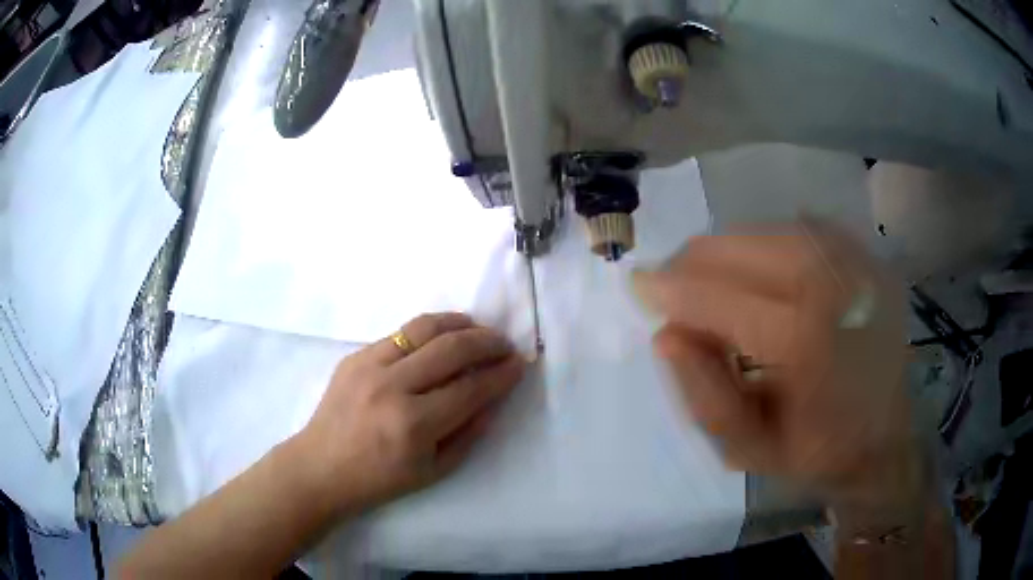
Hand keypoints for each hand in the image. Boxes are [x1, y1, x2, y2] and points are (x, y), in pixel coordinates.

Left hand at [296, 312, 525, 514]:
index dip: (501, 374)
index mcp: (414, 424)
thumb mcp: (435, 470)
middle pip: (451, 349)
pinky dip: (429, 330)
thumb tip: (494, 397)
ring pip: (424, 328)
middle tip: (505, 344)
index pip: (470, 388)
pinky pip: (400, 333)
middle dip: (488, 342)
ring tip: (479, 329)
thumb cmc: (380, 479)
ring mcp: (369, 366)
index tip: (519, 364)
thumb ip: (469, 433)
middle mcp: (392, 387)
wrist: (321, 467)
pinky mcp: (355, 356)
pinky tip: (442, 336)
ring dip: (460, 324)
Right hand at [635, 219, 918, 506]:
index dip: (677, 289)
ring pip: (773, 230)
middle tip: (674, 286)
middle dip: (699, 261)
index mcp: (812, 347)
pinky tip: (759, 273)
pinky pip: (803, 230)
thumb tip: (666, 334)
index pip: (727, 300)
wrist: (885, 439)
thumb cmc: (816, 454)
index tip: (638, 284)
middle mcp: (840, 289)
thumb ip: (704, 396)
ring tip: (712, 281)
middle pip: (750, 247)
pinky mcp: (868, 257)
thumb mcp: (749, 451)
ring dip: (731, 251)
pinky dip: (768, 244)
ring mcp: (861, 265)